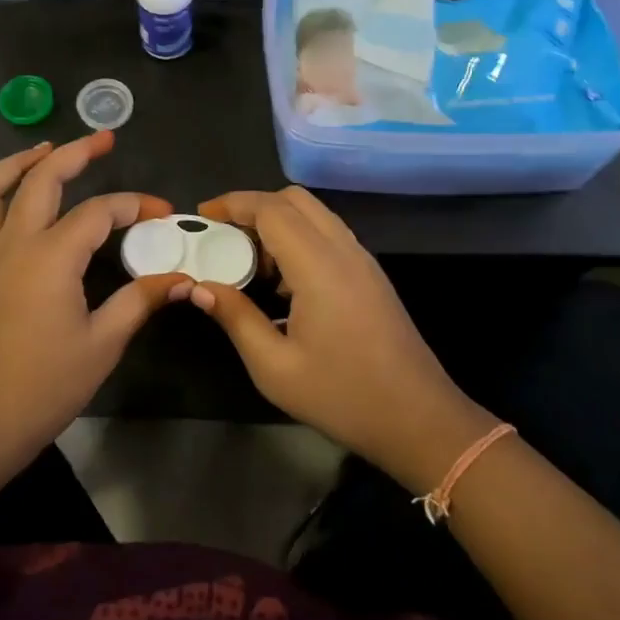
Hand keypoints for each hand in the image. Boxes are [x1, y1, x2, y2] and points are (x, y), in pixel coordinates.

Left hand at [0, 132, 188, 463]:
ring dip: (15, 164)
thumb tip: (182, 278)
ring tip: (41, 150)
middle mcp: (13, 244)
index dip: (134, 206)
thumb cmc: (46, 385)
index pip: (99, 212)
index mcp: (51, 257)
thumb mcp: (104, 342)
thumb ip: (141, 300)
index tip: (162, 213)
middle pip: (40, 179)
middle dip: (74, 152)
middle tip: (103, 139)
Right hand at [187, 187, 488, 489]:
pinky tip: (283, 283)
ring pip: (315, 215)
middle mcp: (343, 250)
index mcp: (318, 265)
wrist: (419, 420)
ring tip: (249, 262)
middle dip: (253, 207)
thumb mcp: (275, 367)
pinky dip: (299, 238)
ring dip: (278, 222)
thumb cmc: (343, 396)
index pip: (271, 209)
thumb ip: (236, 318)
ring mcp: (363, 260)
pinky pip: (329, 235)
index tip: (202, 217)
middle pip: (295, 199)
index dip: (232, 204)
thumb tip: (200, 288)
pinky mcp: (371, 275)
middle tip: (224, 238)